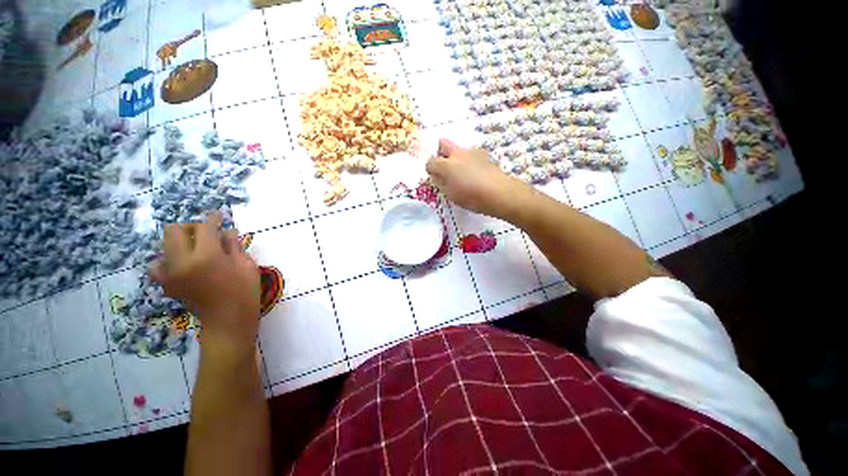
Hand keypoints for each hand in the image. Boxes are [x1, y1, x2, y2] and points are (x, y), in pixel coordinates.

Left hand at [151, 212, 260, 349]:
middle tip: (207, 233)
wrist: (228, 321)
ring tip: (198, 250)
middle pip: (174, 230)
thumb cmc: (244, 292)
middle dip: (191, 227)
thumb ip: (233, 245)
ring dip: (181, 242)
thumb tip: (226, 230)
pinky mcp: (166, 284)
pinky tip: (184, 265)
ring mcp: (170, 274)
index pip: (204, 227)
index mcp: (206, 256)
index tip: (219, 215)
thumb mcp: (246, 265)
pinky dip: (169, 260)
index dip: (213, 219)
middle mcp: (181, 261)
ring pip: (165, 245)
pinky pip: (159, 264)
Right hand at [426, 138, 527, 218]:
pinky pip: (471, 154)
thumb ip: (441, 184)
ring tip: (462, 172)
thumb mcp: (451, 195)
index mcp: (446, 165)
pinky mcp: (484, 155)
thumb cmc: (471, 197)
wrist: (498, 193)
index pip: (430, 161)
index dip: (430, 169)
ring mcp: (472, 152)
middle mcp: (458, 154)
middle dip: (440, 152)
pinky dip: (469, 160)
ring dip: (456, 156)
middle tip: (444, 166)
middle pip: (443, 143)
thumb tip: (437, 177)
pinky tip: (475, 172)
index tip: (434, 177)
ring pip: (459, 148)